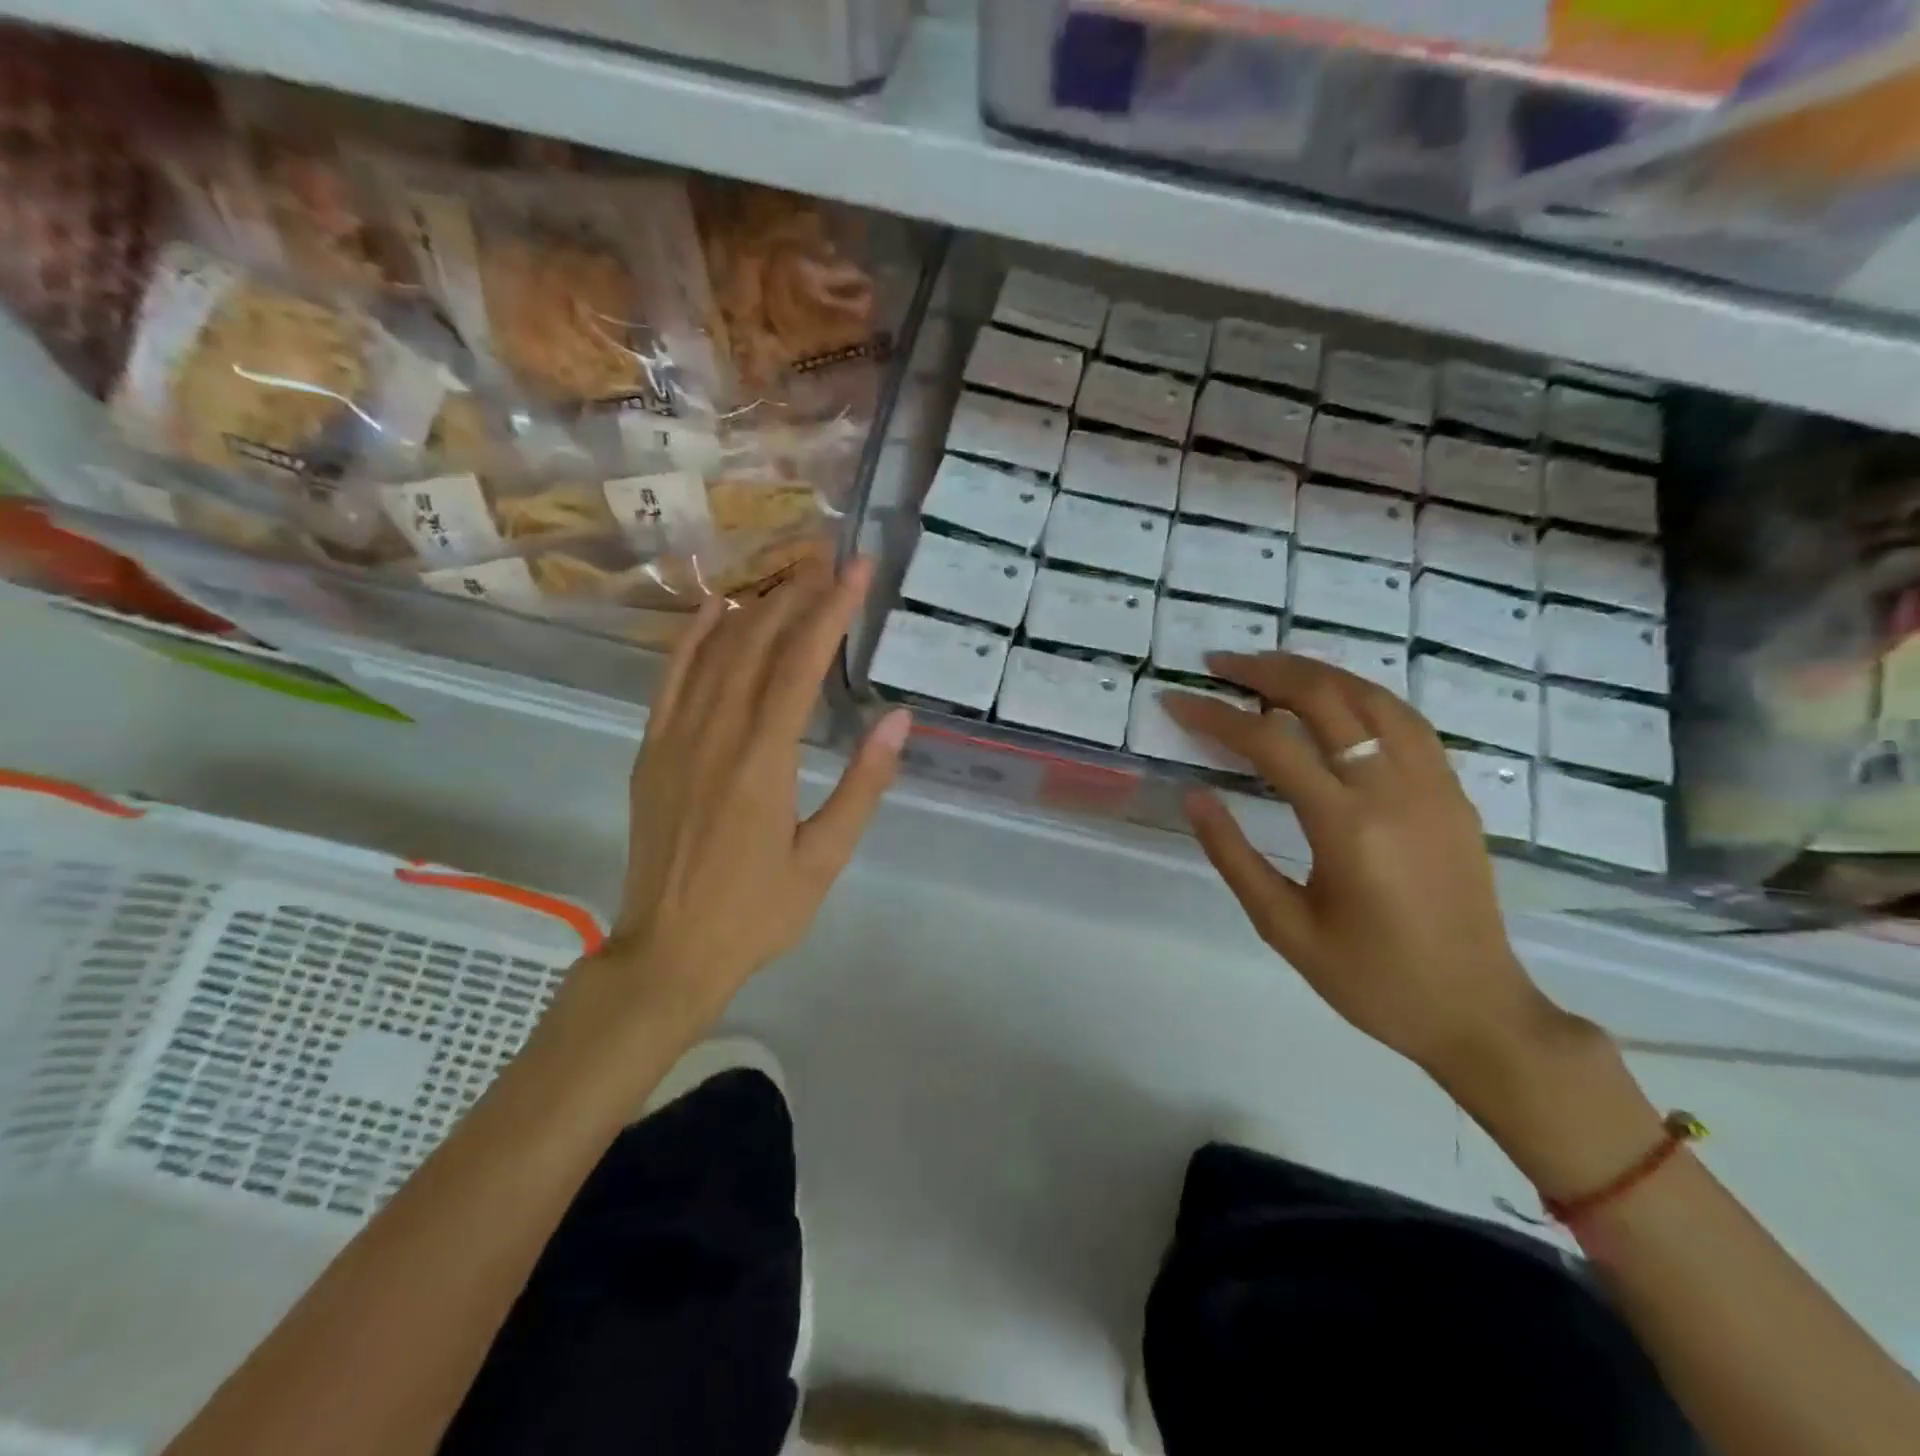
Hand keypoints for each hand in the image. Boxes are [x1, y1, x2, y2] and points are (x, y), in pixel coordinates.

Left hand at [577, 558, 910, 1039]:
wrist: (669, 952)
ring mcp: (674, 738)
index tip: (859, 571)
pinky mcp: (652, 750)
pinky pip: (671, 679)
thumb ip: (862, 785)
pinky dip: (693, 637)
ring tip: (789, 576)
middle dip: (798, 595)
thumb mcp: (825, 859)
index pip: (801, 663)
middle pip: (757, 643)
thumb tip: (898, 719)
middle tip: (830, 562)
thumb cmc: (758, 912)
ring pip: (715, 652)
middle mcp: (715, 734)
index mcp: (763, 761)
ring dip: (754, 607)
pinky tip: (715, 610)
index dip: (832, 610)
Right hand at [1163, 653, 1570, 1088]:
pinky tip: (1333, 699)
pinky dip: (1359, 694)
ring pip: (1371, 696)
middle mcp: (1394, 789)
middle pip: (1325, 698)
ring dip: (1314, 672)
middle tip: (1218, 665)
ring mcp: (1433, 783)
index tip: (1177, 701)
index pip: (1270, 743)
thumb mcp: (1285, 928)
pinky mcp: (1453, 791)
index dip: (1216, 715)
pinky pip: (1404, 719)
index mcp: (1347, 827)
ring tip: (1267, 668)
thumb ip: (1233, 856)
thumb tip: (1194, 795)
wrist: (1479, 1012)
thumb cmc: (1372, 980)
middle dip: (1264, 672)